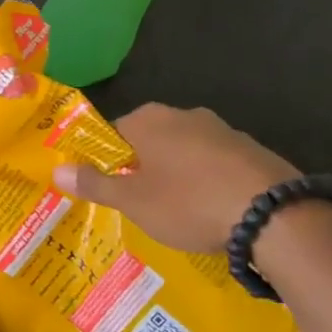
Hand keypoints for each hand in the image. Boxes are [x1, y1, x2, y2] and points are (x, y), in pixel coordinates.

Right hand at [53, 104, 298, 253]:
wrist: (275, 216)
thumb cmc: (188, 203)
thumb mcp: (134, 201)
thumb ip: (94, 184)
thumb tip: (56, 169)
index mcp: (149, 120)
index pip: (112, 133)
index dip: (106, 161)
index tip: (108, 188)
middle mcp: (184, 115)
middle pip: (149, 140)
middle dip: (143, 168)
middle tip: (139, 203)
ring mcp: (223, 130)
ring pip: (185, 151)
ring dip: (177, 174)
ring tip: (177, 211)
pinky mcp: (253, 150)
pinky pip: (217, 164)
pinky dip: (209, 182)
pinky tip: (213, 210)